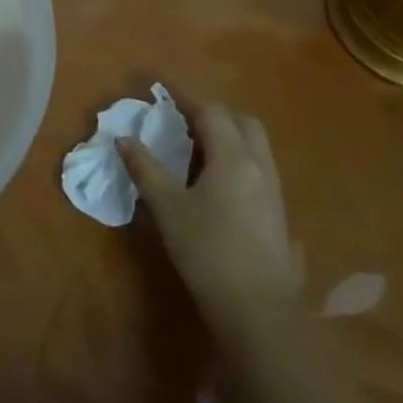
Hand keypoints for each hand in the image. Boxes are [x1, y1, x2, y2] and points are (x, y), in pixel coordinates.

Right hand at [119, 91, 298, 333]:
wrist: (259, 311)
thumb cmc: (207, 250)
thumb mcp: (167, 207)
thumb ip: (145, 168)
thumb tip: (124, 139)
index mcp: (232, 158)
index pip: (211, 112)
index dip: (187, 97)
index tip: (164, 90)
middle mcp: (259, 167)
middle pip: (243, 123)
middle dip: (215, 114)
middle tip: (185, 119)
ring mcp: (274, 193)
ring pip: (255, 148)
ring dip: (229, 138)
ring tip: (197, 149)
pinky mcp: (278, 216)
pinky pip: (259, 171)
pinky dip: (237, 161)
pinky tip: (217, 184)